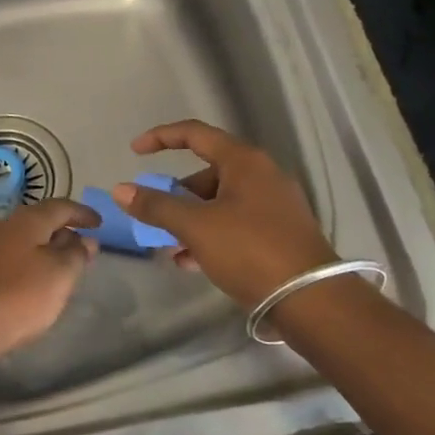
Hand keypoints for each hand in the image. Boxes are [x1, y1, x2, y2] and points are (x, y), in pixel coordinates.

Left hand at [0, 198, 99, 359]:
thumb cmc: (18, 296)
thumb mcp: (59, 275)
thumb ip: (76, 254)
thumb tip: (84, 240)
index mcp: (27, 220)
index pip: (61, 206)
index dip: (82, 213)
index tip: (100, 224)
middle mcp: (5, 225)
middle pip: (41, 220)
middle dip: (64, 231)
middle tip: (84, 248)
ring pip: (26, 239)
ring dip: (47, 248)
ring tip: (64, 267)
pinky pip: (13, 255)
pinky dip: (31, 261)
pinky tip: (37, 281)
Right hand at [113, 120, 333, 309]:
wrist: (313, 300)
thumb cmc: (250, 250)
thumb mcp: (196, 227)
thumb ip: (156, 206)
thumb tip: (121, 190)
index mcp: (244, 161)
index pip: (195, 134)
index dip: (161, 137)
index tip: (135, 152)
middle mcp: (262, 174)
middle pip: (206, 172)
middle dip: (176, 194)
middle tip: (156, 217)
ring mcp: (274, 204)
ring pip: (220, 202)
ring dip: (191, 220)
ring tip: (170, 248)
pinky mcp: (281, 233)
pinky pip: (235, 223)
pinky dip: (211, 235)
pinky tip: (192, 262)